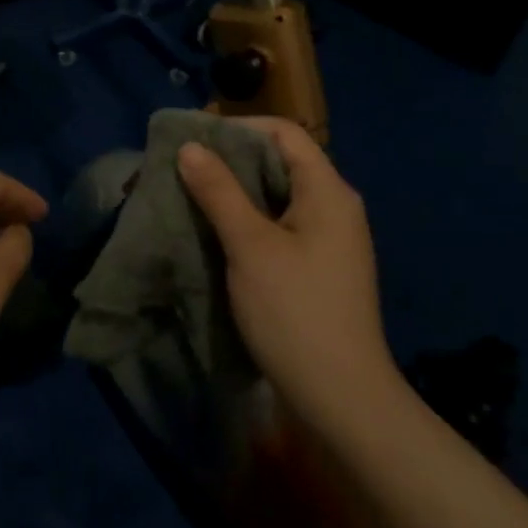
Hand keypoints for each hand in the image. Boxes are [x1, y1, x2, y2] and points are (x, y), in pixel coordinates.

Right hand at [177, 118, 399, 427]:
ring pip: (277, 195)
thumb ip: (219, 191)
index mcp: (328, 191)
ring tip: (192, 194)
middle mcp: (335, 206)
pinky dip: (248, 218)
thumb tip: (190, 147)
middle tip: (185, 166)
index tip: (194, 138)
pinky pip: (280, 224)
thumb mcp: (250, 246)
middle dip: (231, 159)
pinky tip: (217, 231)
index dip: (239, 127)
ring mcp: (329, 238)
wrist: (342, 400)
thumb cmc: (295, 313)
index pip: (284, 133)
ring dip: (236, 191)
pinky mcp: (318, 266)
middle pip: (280, 161)